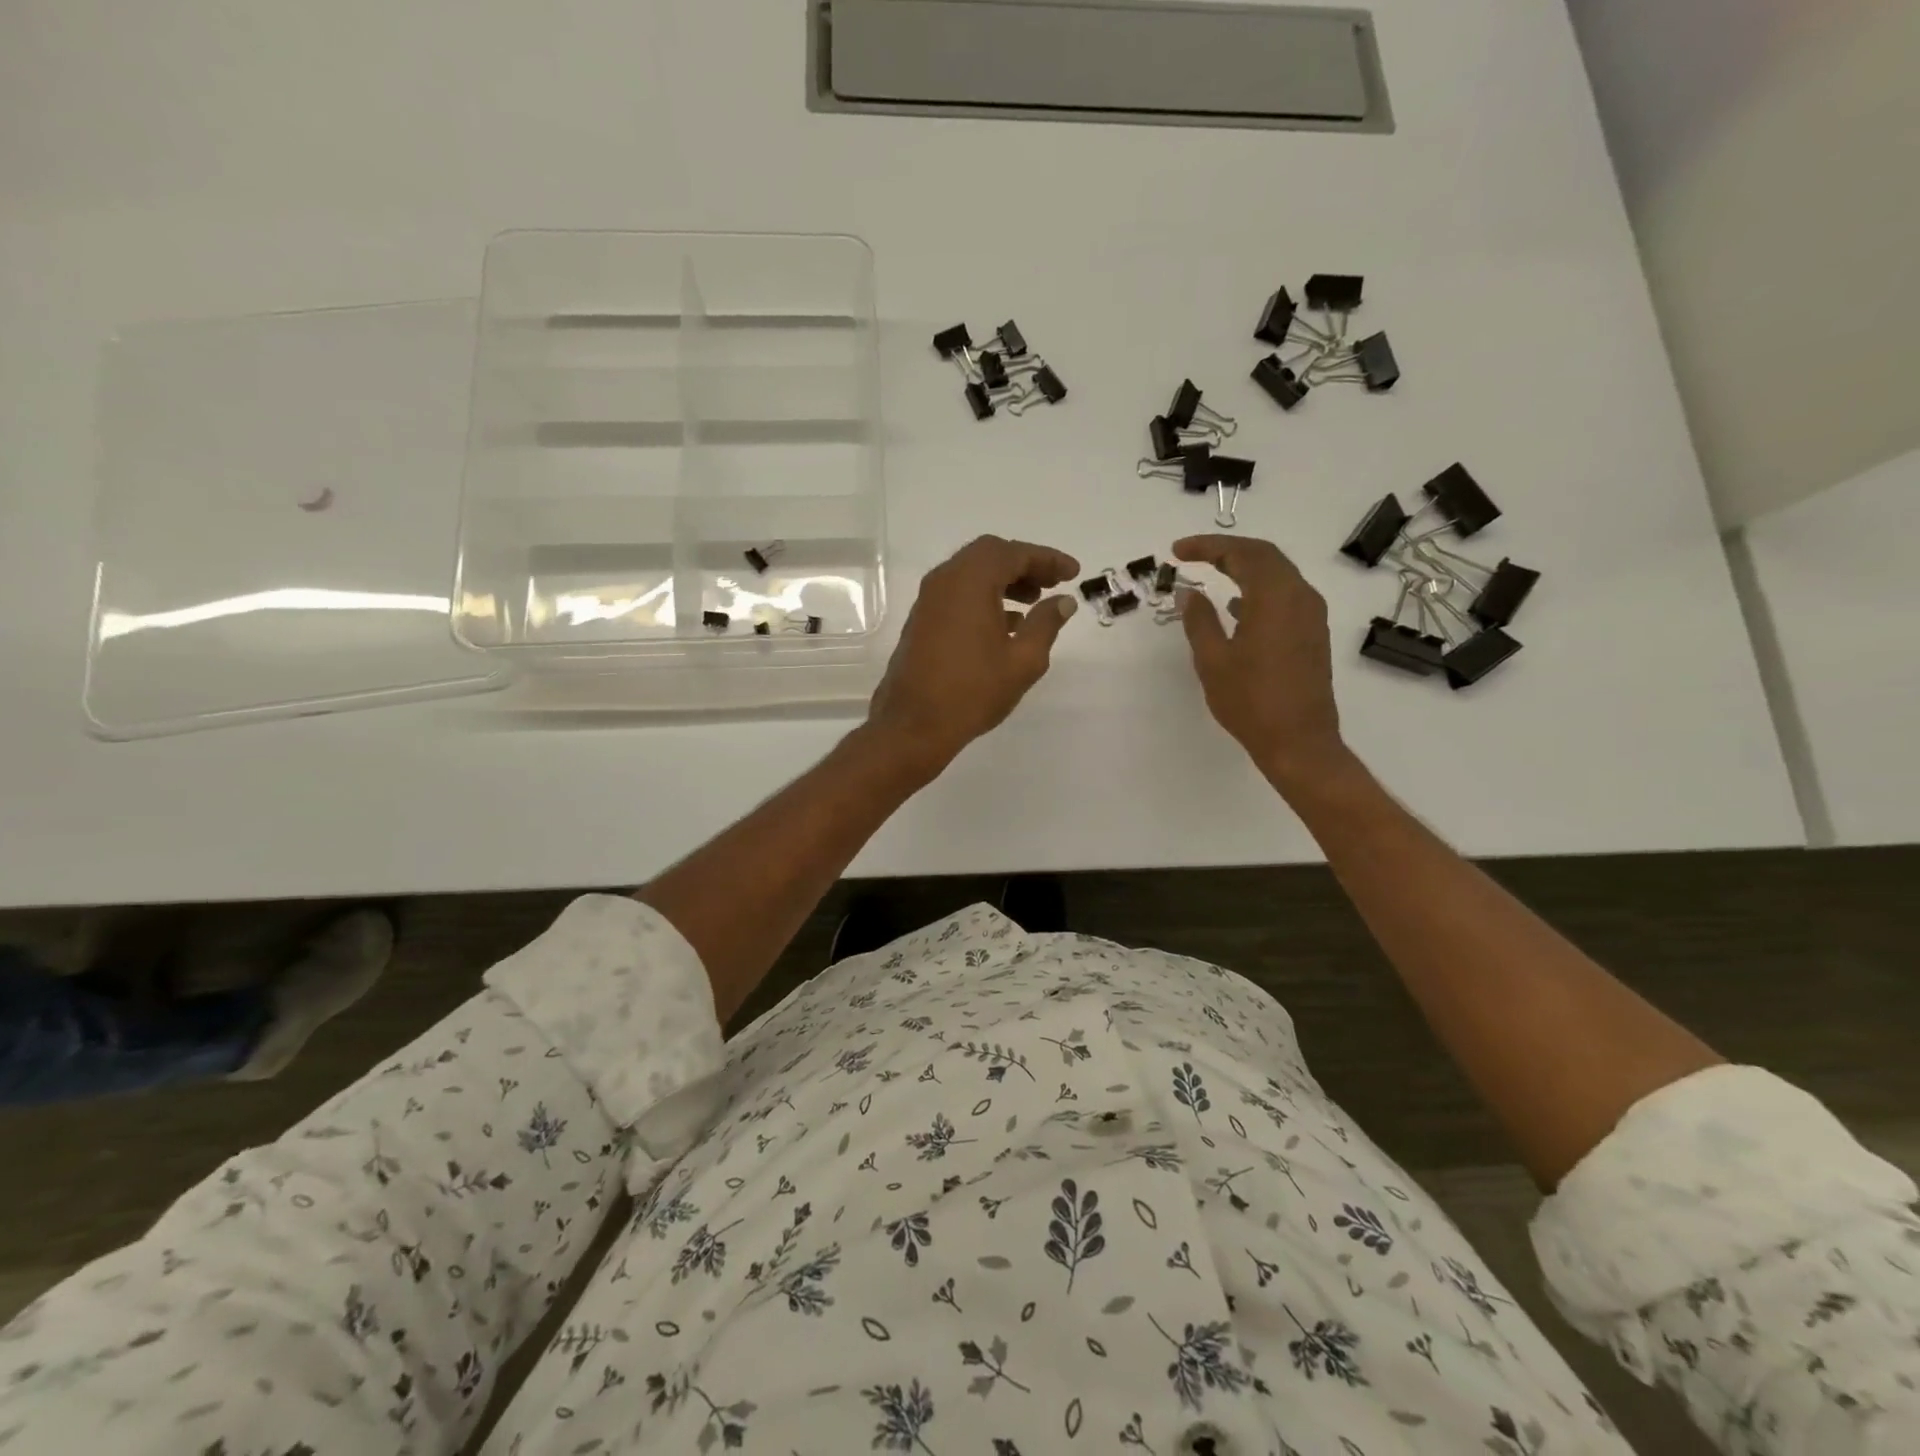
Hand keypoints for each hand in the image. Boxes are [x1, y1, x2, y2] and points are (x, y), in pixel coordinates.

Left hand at [868, 535, 1080, 773]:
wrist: (914, 725)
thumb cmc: (973, 691)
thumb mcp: (1023, 660)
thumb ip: (1046, 623)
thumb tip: (1063, 601)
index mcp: (971, 581)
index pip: (1014, 552)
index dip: (1047, 559)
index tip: (1073, 573)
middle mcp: (945, 580)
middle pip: (989, 555)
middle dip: (1024, 564)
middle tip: (1051, 583)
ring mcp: (929, 600)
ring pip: (971, 573)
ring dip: (1004, 580)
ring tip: (1033, 603)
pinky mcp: (921, 620)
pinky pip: (957, 593)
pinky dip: (983, 596)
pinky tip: (1005, 624)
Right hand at [1173, 535, 1348, 788]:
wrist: (1298, 741)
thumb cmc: (1250, 701)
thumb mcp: (1213, 660)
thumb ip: (1198, 620)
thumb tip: (1188, 593)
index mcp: (1274, 597)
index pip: (1242, 553)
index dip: (1207, 547)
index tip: (1177, 551)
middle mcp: (1300, 596)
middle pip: (1264, 556)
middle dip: (1227, 550)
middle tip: (1192, 554)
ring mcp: (1311, 615)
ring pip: (1278, 574)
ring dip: (1244, 567)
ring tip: (1211, 572)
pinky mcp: (1312, 633)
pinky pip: (1285, 595)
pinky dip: (1258, 588)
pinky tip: (1236, 605)